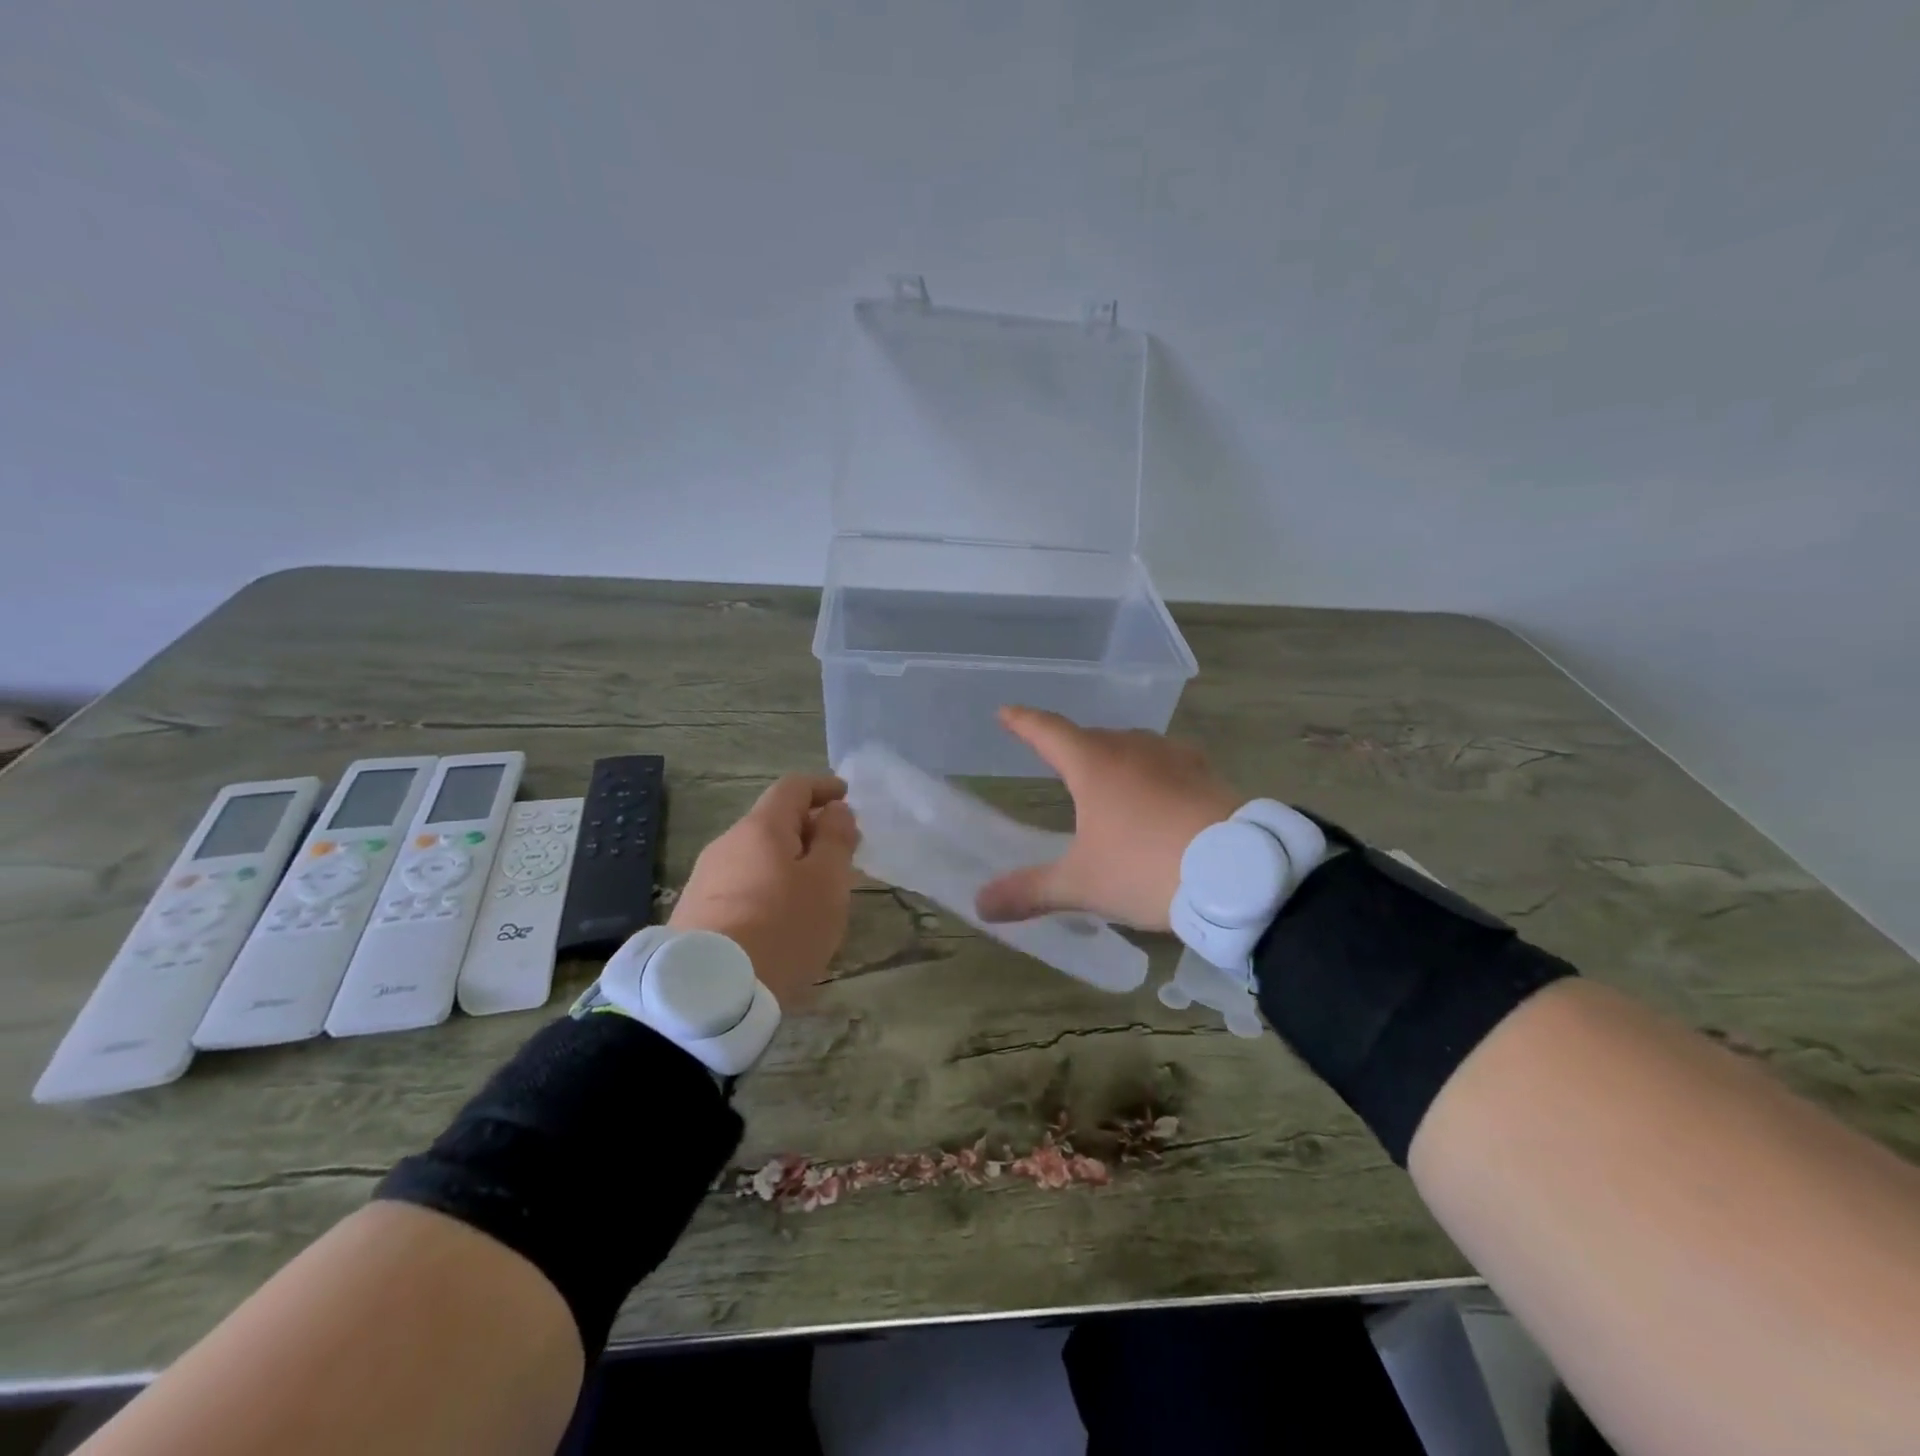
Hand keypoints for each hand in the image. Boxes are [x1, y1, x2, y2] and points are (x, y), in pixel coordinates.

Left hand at [668, 774, 859, 1011]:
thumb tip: (835, 810)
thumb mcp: (827, 882)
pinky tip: (780, 920)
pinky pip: (742, 886)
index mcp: (760, 828)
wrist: (707, 993)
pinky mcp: (694, 913)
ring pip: (757, 857)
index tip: (846, 797)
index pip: (793, 787)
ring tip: (814, 895)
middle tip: (839, 856)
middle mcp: (727, 843)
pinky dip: (769, 888)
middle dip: (809, 831)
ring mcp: (705, 879)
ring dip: (789, 864)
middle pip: (773, 823)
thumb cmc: (781, 928)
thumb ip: (836, 840)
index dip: (823, 787)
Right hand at [974, 706, 1243, 931]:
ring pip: (1131, 746)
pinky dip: (1150, 771)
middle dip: (1069, 745)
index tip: (1005, 712)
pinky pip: (1165, 761)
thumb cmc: (1147, 868)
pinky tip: (1158, 791)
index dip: (1022, 722)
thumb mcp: (1082, 885)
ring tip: (1105, 779)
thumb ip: (1030, 891)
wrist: (1239, 873)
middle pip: (1090, 736)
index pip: (1047, 731)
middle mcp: (1132, 748)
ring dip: (1112, 756)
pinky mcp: (1206, 773)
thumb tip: (980, 904)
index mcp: (1094, 764)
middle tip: (1055, 759)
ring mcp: (1173, 756)